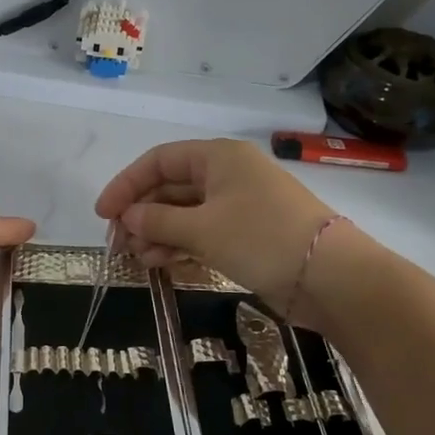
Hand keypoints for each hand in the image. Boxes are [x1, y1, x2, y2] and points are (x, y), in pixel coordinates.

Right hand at [94, 140, 338, 311]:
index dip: (127, 184)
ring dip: (158, 234)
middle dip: (142, 214)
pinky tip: (161, 264)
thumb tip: (128, 219)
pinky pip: (203, 233)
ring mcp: (239, 206)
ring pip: (186, 213)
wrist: (331, 277)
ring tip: (139, 259)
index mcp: (218, 157)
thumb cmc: (261, 238)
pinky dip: (181, 246)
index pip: (159, 161)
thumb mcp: (202, 229)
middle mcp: (227, 175)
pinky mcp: (248, 235)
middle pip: (171, 187)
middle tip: (119, 244)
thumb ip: (158, 222)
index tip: (103, 214)